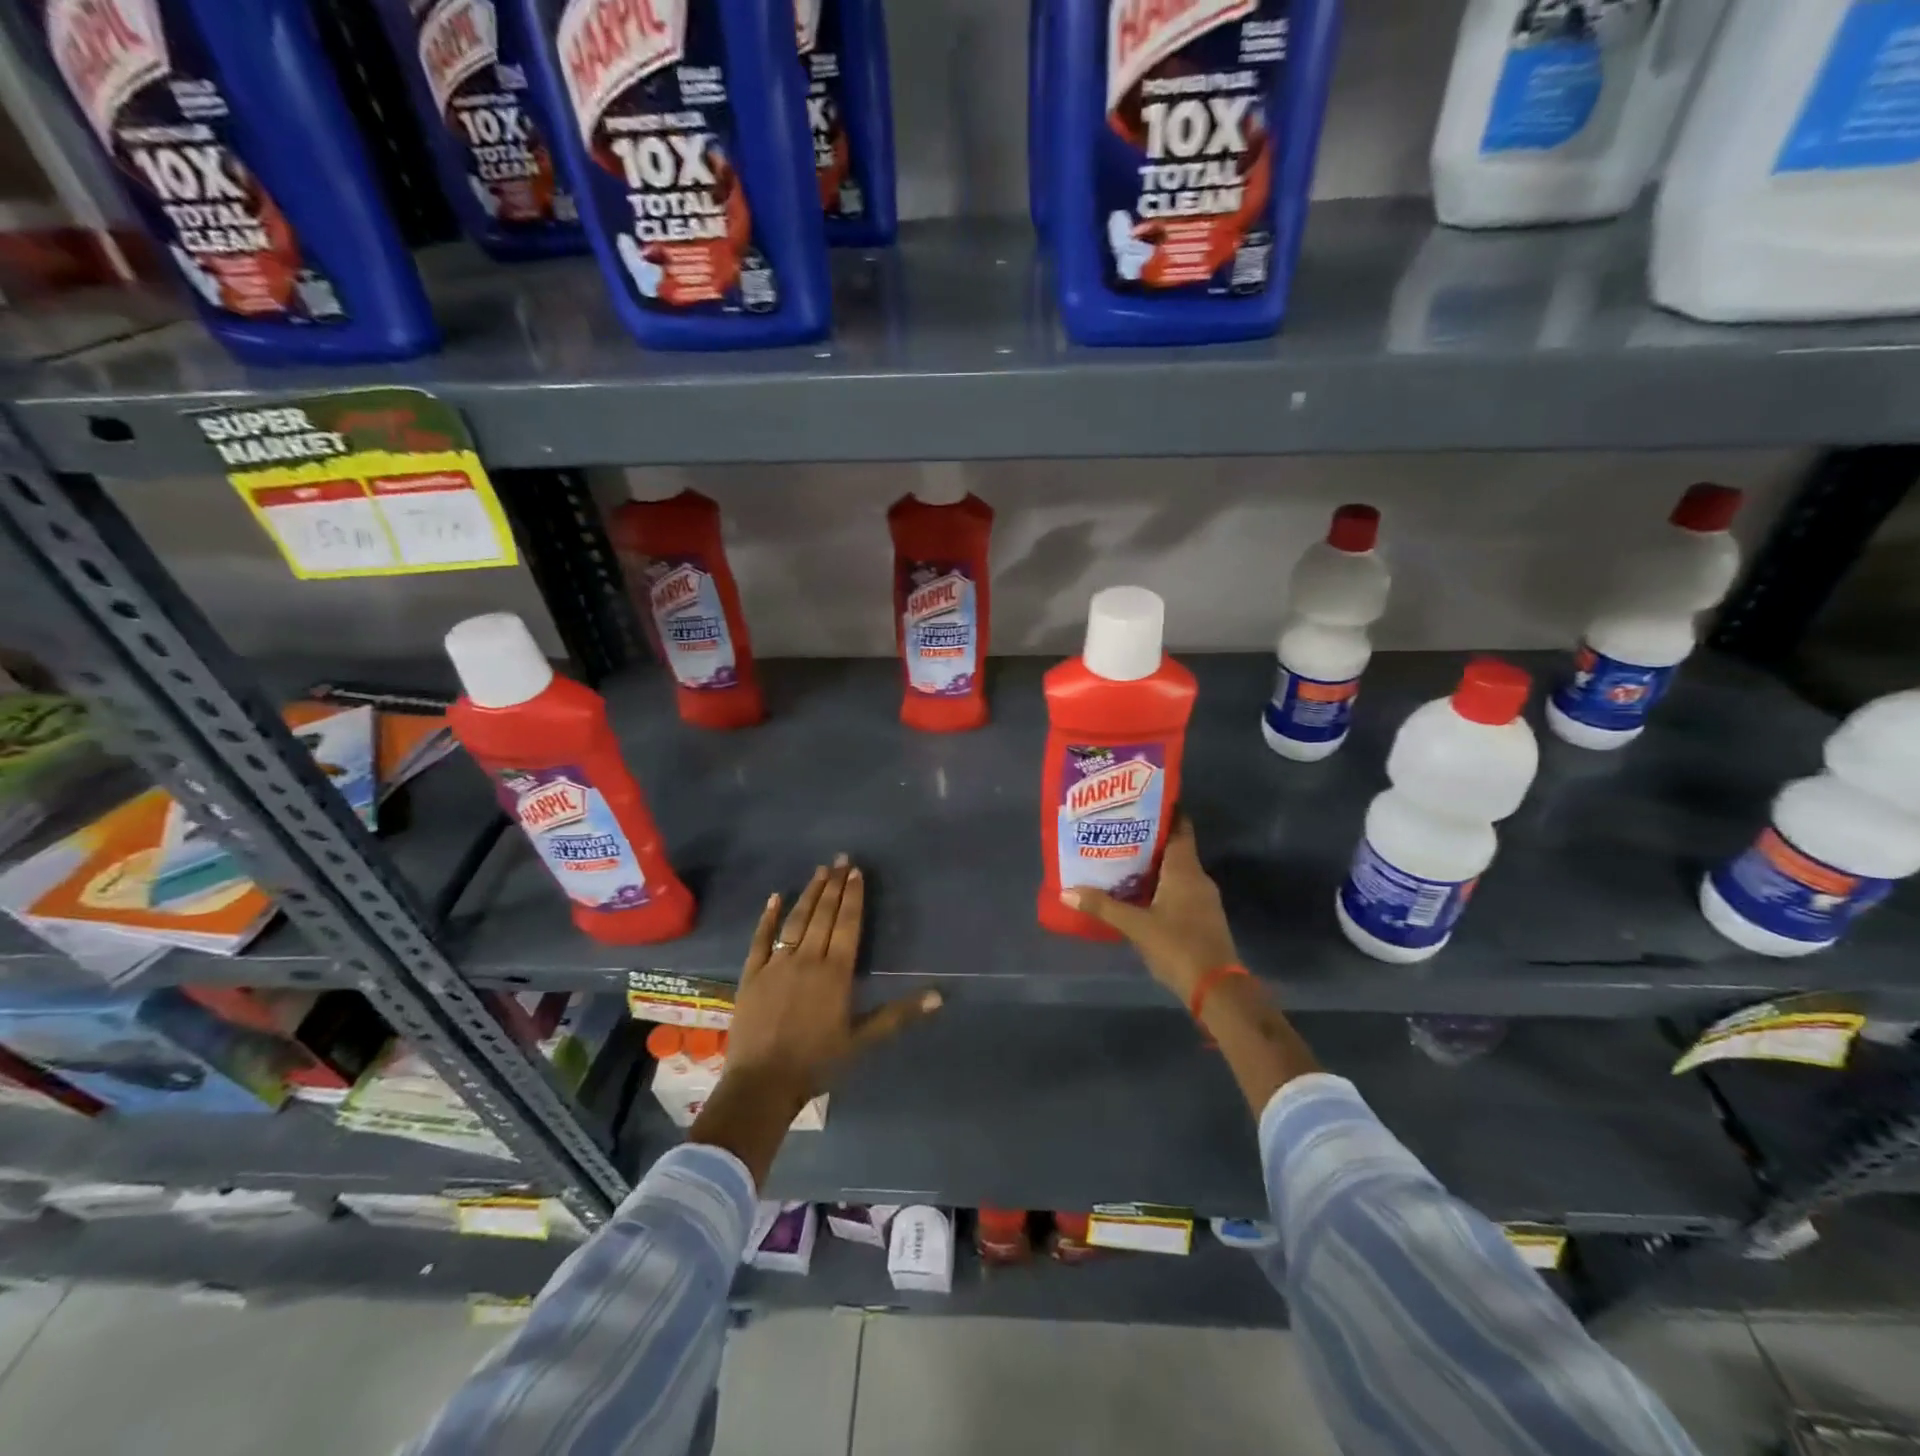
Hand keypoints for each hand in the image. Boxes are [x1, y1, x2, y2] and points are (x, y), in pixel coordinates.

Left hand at [724, 857, 941, 1107]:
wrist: (762, 1084)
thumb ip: (899, 1014)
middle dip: (835, 886)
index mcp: (836, 972)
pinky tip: (775, 897)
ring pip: (796, 920)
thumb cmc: (818, 1063)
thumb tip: (939, 996)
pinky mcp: (752, 974)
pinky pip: (761, 938)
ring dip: (809, 894)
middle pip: (824, 915)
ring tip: (820, 871)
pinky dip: (768, 917)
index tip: (856, 872)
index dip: (853, 896)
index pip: (848, 924)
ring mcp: (777, 964)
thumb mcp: (863, 1040)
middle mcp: (808, 959)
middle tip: (841, 859)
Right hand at [1060, 815, 1239, 1003]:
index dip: (1165, 811)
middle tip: (1118, 830)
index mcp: (1185, 870)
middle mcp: (1198, 878)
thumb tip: (1066, 891)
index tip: (1142, 799)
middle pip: (1175, 848)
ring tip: (1121, 859)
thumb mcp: (1136, 926)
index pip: (1180, 828)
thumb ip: (1103, 907)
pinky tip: (1138, 892)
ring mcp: (1203, 899)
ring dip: (1153, 864)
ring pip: (1176, 871)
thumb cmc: (1178, 947)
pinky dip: (1160, 885)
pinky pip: (1179, 890)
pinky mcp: (1202, 918)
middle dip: (1149, 838)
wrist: (1217, 989)